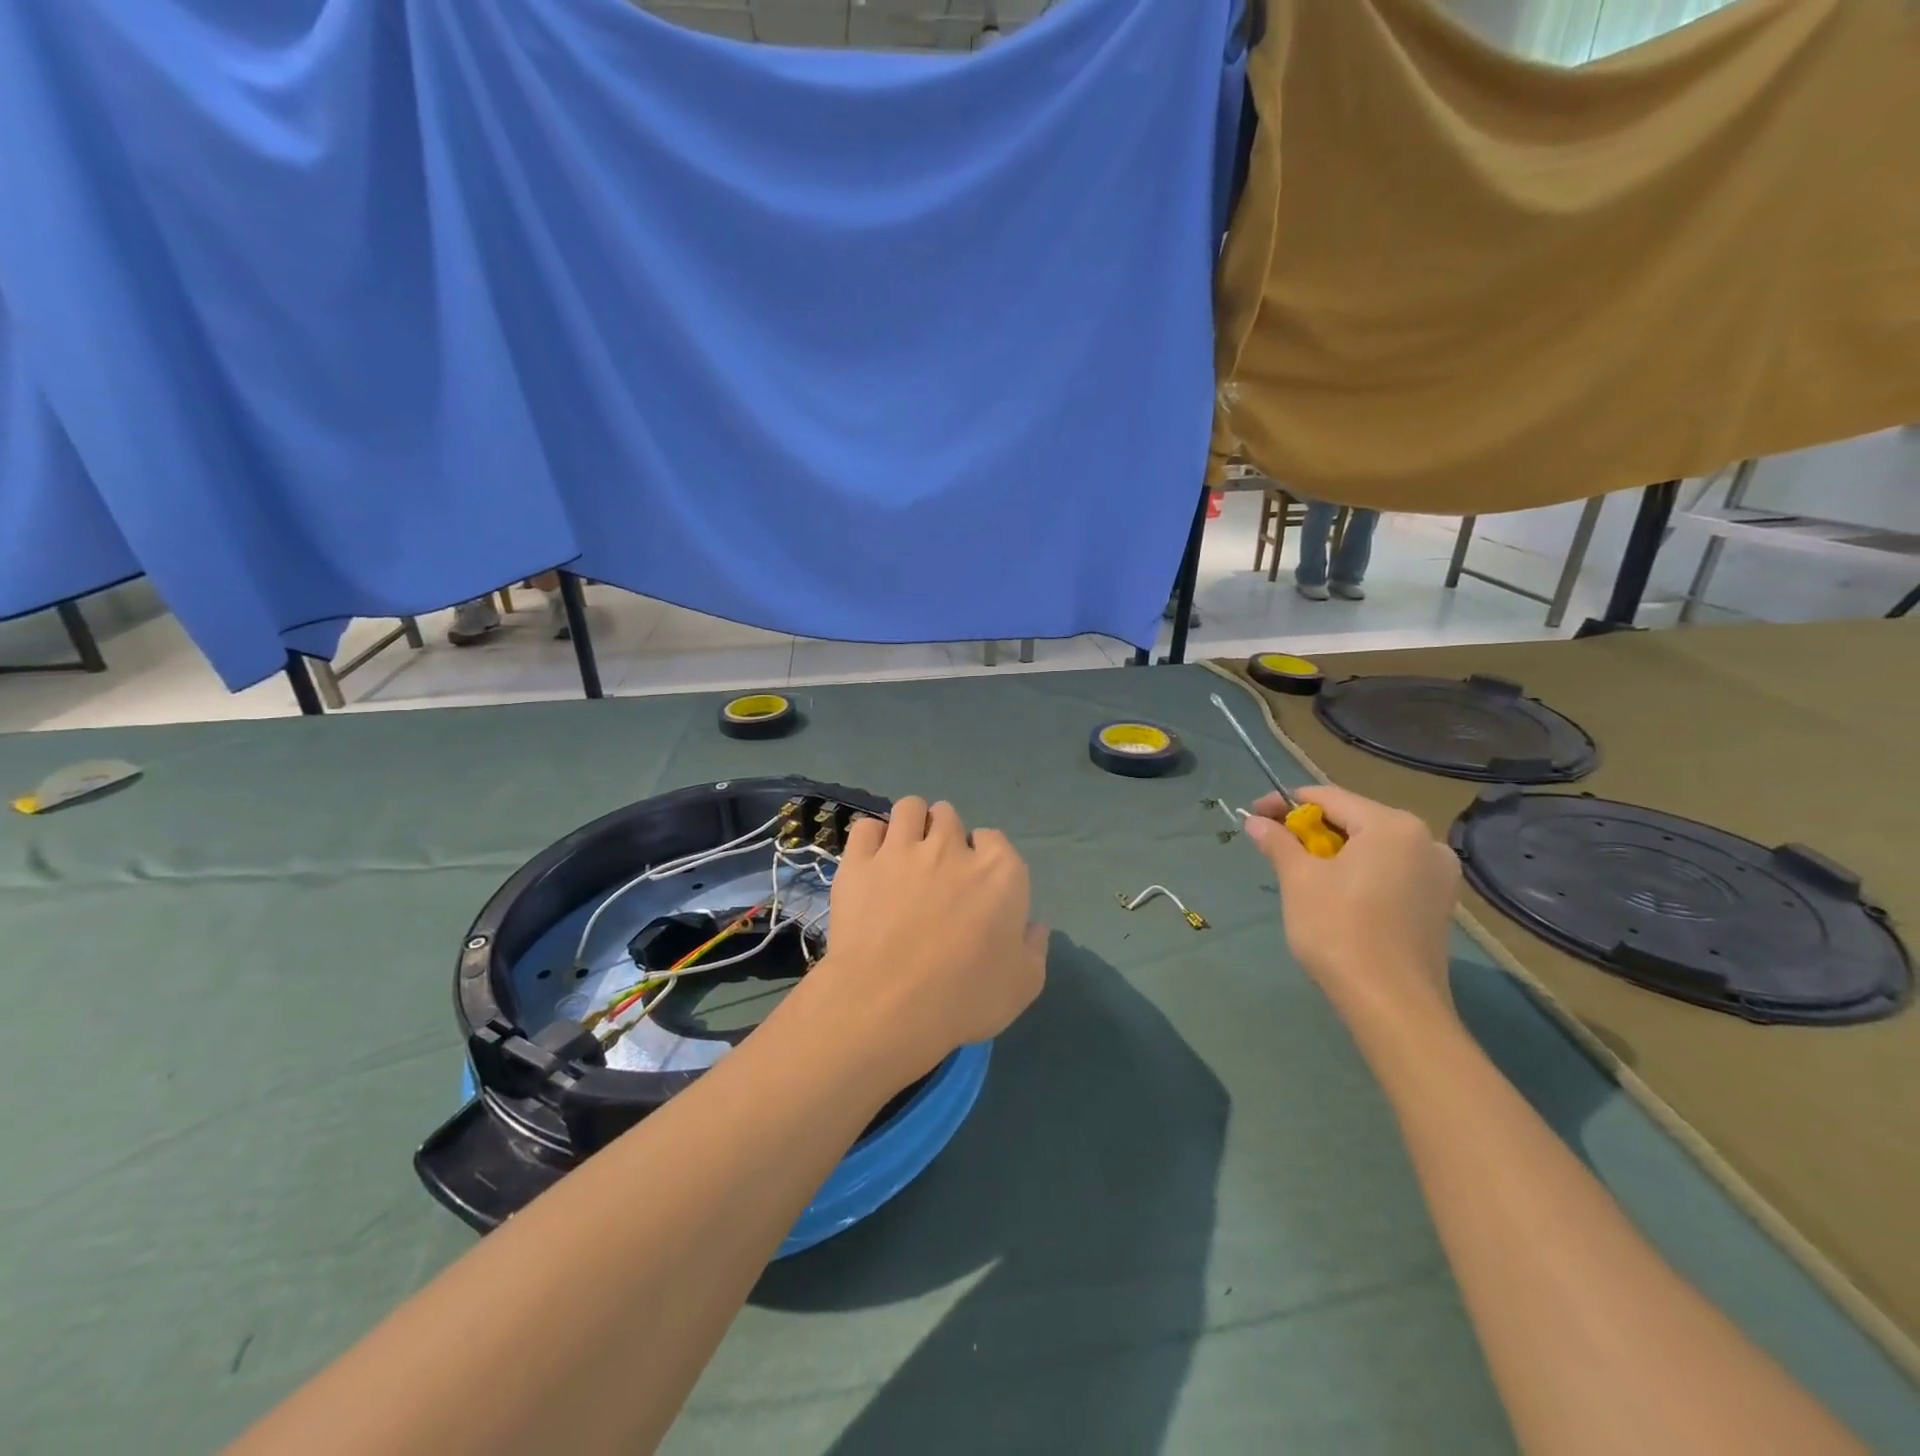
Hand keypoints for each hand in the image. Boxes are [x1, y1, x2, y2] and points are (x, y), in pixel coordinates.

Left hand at [813, 797, 1047, 1082]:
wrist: (887, 1005)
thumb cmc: (964, 998)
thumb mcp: (1023, 984)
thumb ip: (1033, 947)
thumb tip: (1034, 924)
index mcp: (1000, 872)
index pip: (995, 840)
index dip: (984, 859)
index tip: (975, 886)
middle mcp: (952, 847)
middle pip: (949, 817)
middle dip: (945, 836)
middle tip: (937, 872)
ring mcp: (902, 849)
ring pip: (910, 808)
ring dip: (911, 825)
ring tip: (904, 854)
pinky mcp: (859, 861)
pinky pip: (866, 827)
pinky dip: (871, 839)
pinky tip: (871, 861)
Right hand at [1243, 785, 1460, 1027]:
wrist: (1393, 1005)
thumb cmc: (1339, 930)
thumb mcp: (1299, 880)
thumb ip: (1278, 841)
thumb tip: (1256, 821)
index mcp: (1392, 825)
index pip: (1329, 797)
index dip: (1285, 802)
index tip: (1254, 814)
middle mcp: (1424, 840)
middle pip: (1354, 820)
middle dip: (1310, 829)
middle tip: (1274, 845)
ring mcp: (1438, 874)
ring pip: (1373, 848)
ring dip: (1333, 852)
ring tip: (1300, 872)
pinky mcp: (1438, 904)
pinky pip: (1390, 872)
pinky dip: (1359, 873)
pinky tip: (1336, 894)